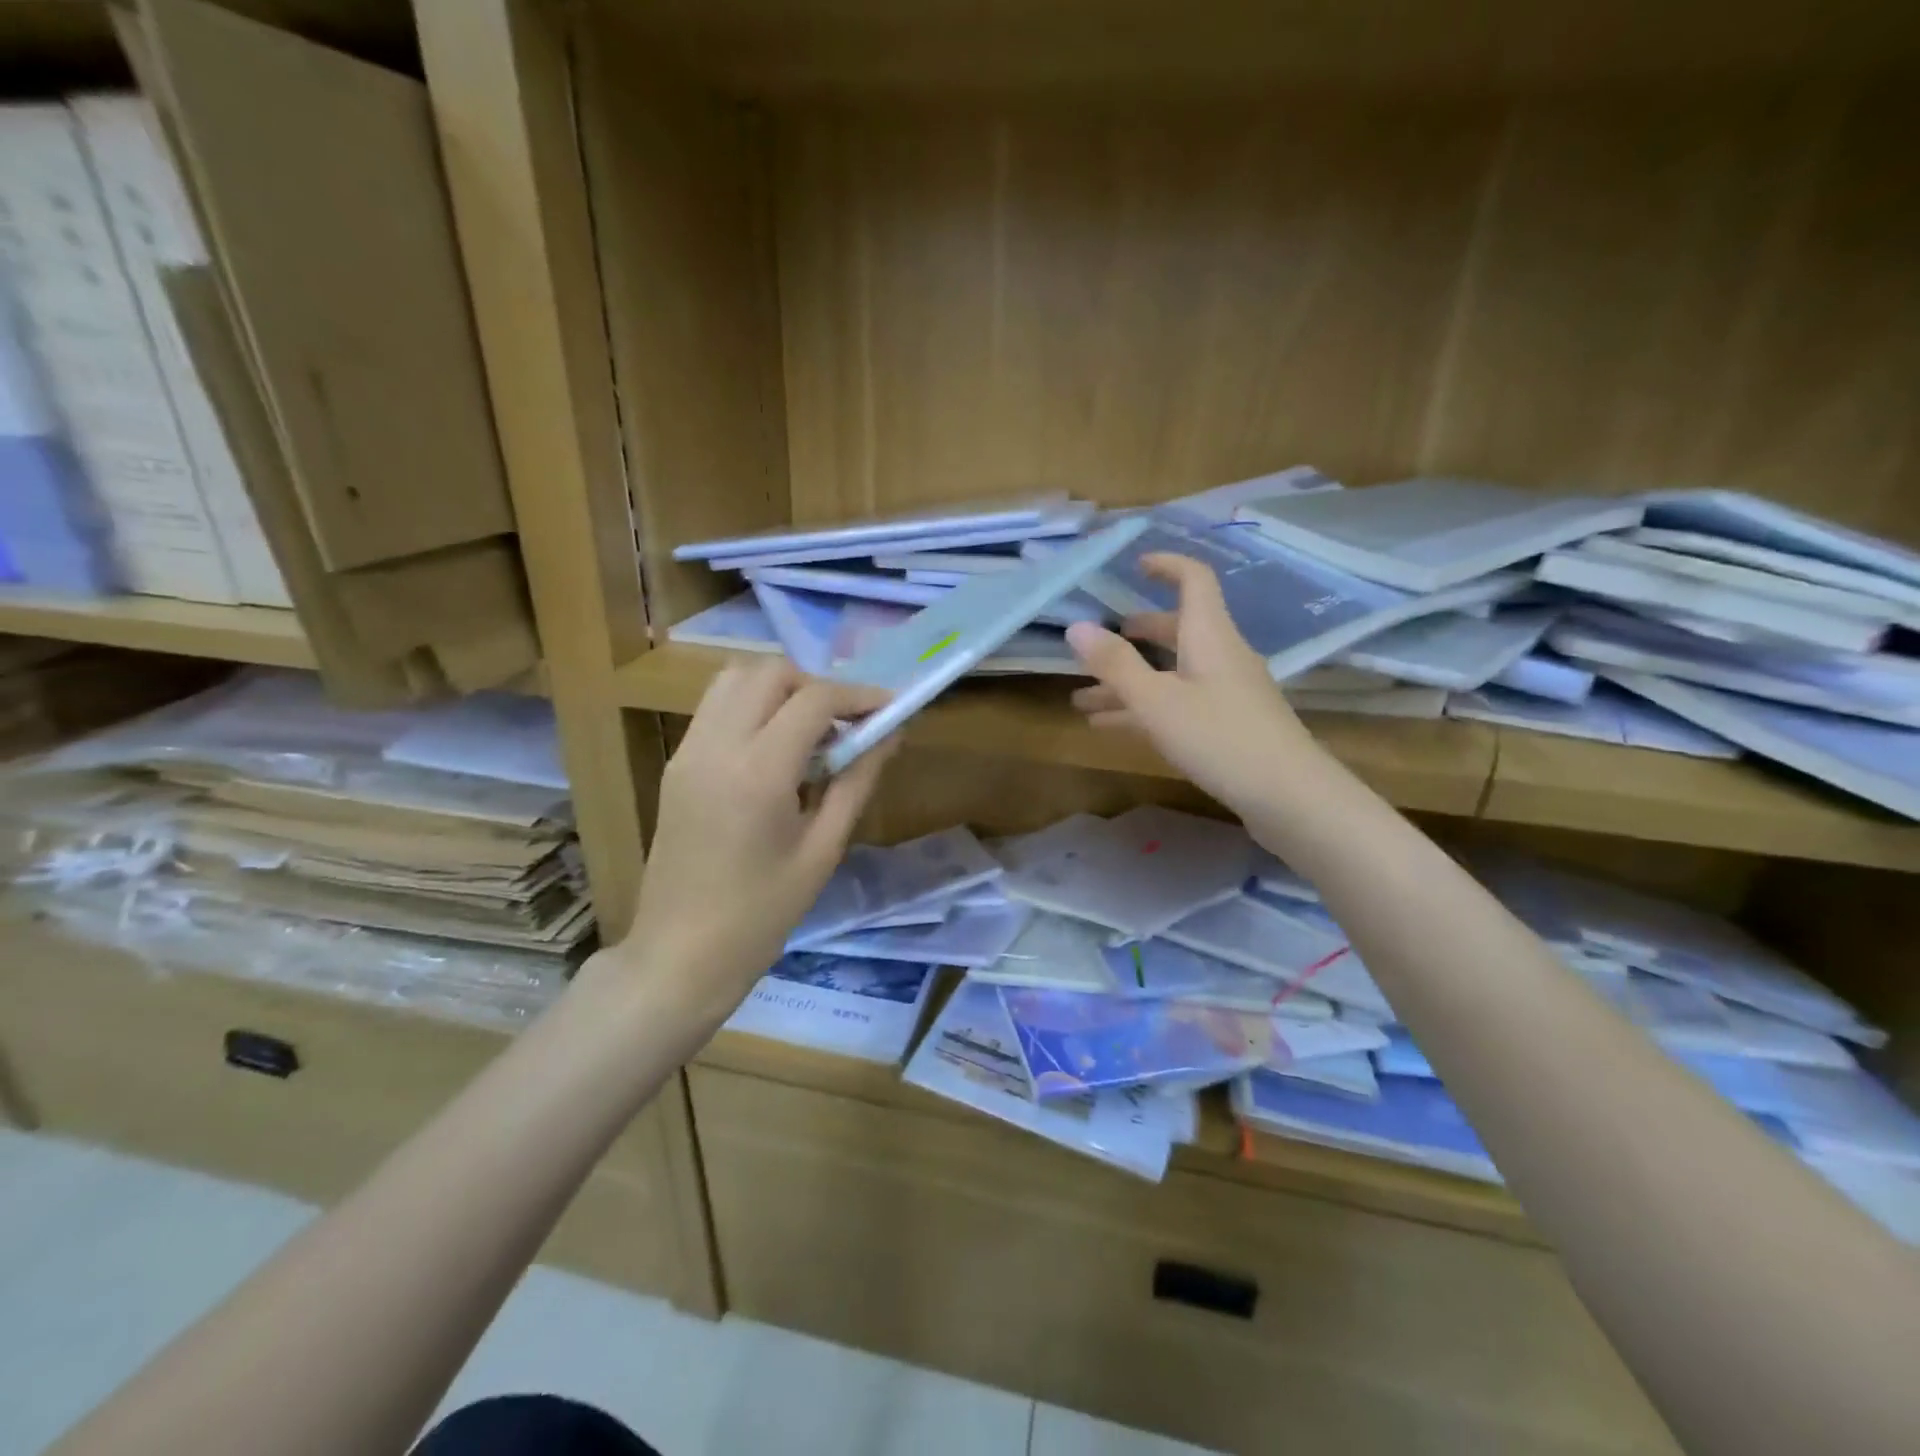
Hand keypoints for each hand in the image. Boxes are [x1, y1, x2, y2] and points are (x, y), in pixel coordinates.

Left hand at [622, 661, 895, 1014]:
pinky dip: (752, 705)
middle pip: (770, 672)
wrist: (680, 955)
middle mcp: (716, 746)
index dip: (859, 695)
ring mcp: (688, 751)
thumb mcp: (823, 850)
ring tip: (811, 730)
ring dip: (781, 689)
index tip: (890, 708)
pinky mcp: (676, 764)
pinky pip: (716, 707)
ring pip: (735, 678)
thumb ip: (857, 781)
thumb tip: (889, 733)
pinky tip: (777, 747)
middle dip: (817, 685)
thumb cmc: (762, 914)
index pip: (813, 700)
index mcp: (758, 773)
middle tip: (847, 723)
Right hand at [1066, 553, 1322, 816]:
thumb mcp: (1157, 701)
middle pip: (1175, 630)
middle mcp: (1221, 656)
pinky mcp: (1229, 724)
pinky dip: (1146, 709)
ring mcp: (1227, 692)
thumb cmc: (1220, 738)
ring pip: (1171, 674)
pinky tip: (1111, 728)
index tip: (1133, 565)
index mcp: (1209, 636)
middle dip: (1132, 636)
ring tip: (1082, 701)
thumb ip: (1115, 664)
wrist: (1289, 796)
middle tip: (1096, 645)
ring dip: (1128, 682)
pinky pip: (1179, 703)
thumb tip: (1076, 627)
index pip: (1193, 580)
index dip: (1165, 565)